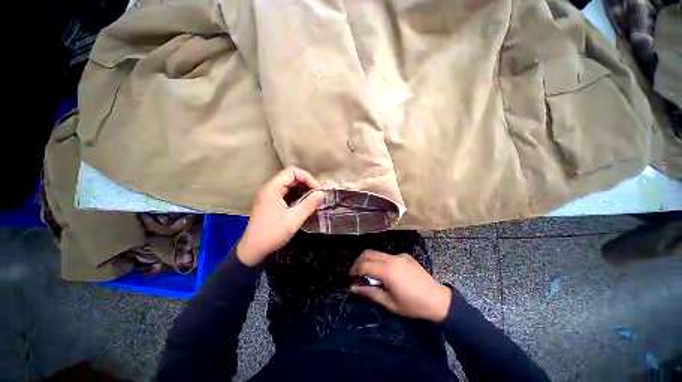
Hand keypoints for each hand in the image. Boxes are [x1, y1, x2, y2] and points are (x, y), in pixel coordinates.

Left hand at [236, 166, 323, 266]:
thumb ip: (309, 204)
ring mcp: (269, 196)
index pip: (292, 171)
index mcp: (273, 188)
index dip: (307, 178)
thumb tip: (322, 194)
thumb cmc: (272, 233)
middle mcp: (270, 188)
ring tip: (312, 200)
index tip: (317, 190)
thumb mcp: (294, 219)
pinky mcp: (270, 203)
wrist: (253, 250)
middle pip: (291, 177)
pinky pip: (286, 194)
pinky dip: (296, 196)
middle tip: (317, 196)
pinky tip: (303, 205)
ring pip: (289, 185)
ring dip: (302, 191)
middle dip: (306, 184)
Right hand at [350, 250, 451, 322]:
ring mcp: (399, 255)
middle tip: (355, 272)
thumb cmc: (413, 305)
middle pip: (368, 253)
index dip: (354, 270)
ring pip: (377, 252)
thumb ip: (370, 292)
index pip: (364, 265)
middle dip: (358, 261)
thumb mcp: (390, 303)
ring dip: (369, 259)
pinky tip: (385, 272)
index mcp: (387, 271)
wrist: (438, 299)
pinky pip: (388, 255)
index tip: (350, 277)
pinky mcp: (405, 255)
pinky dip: (380, 260)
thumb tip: (353, 287)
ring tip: (367, 272)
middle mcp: (391, 259)